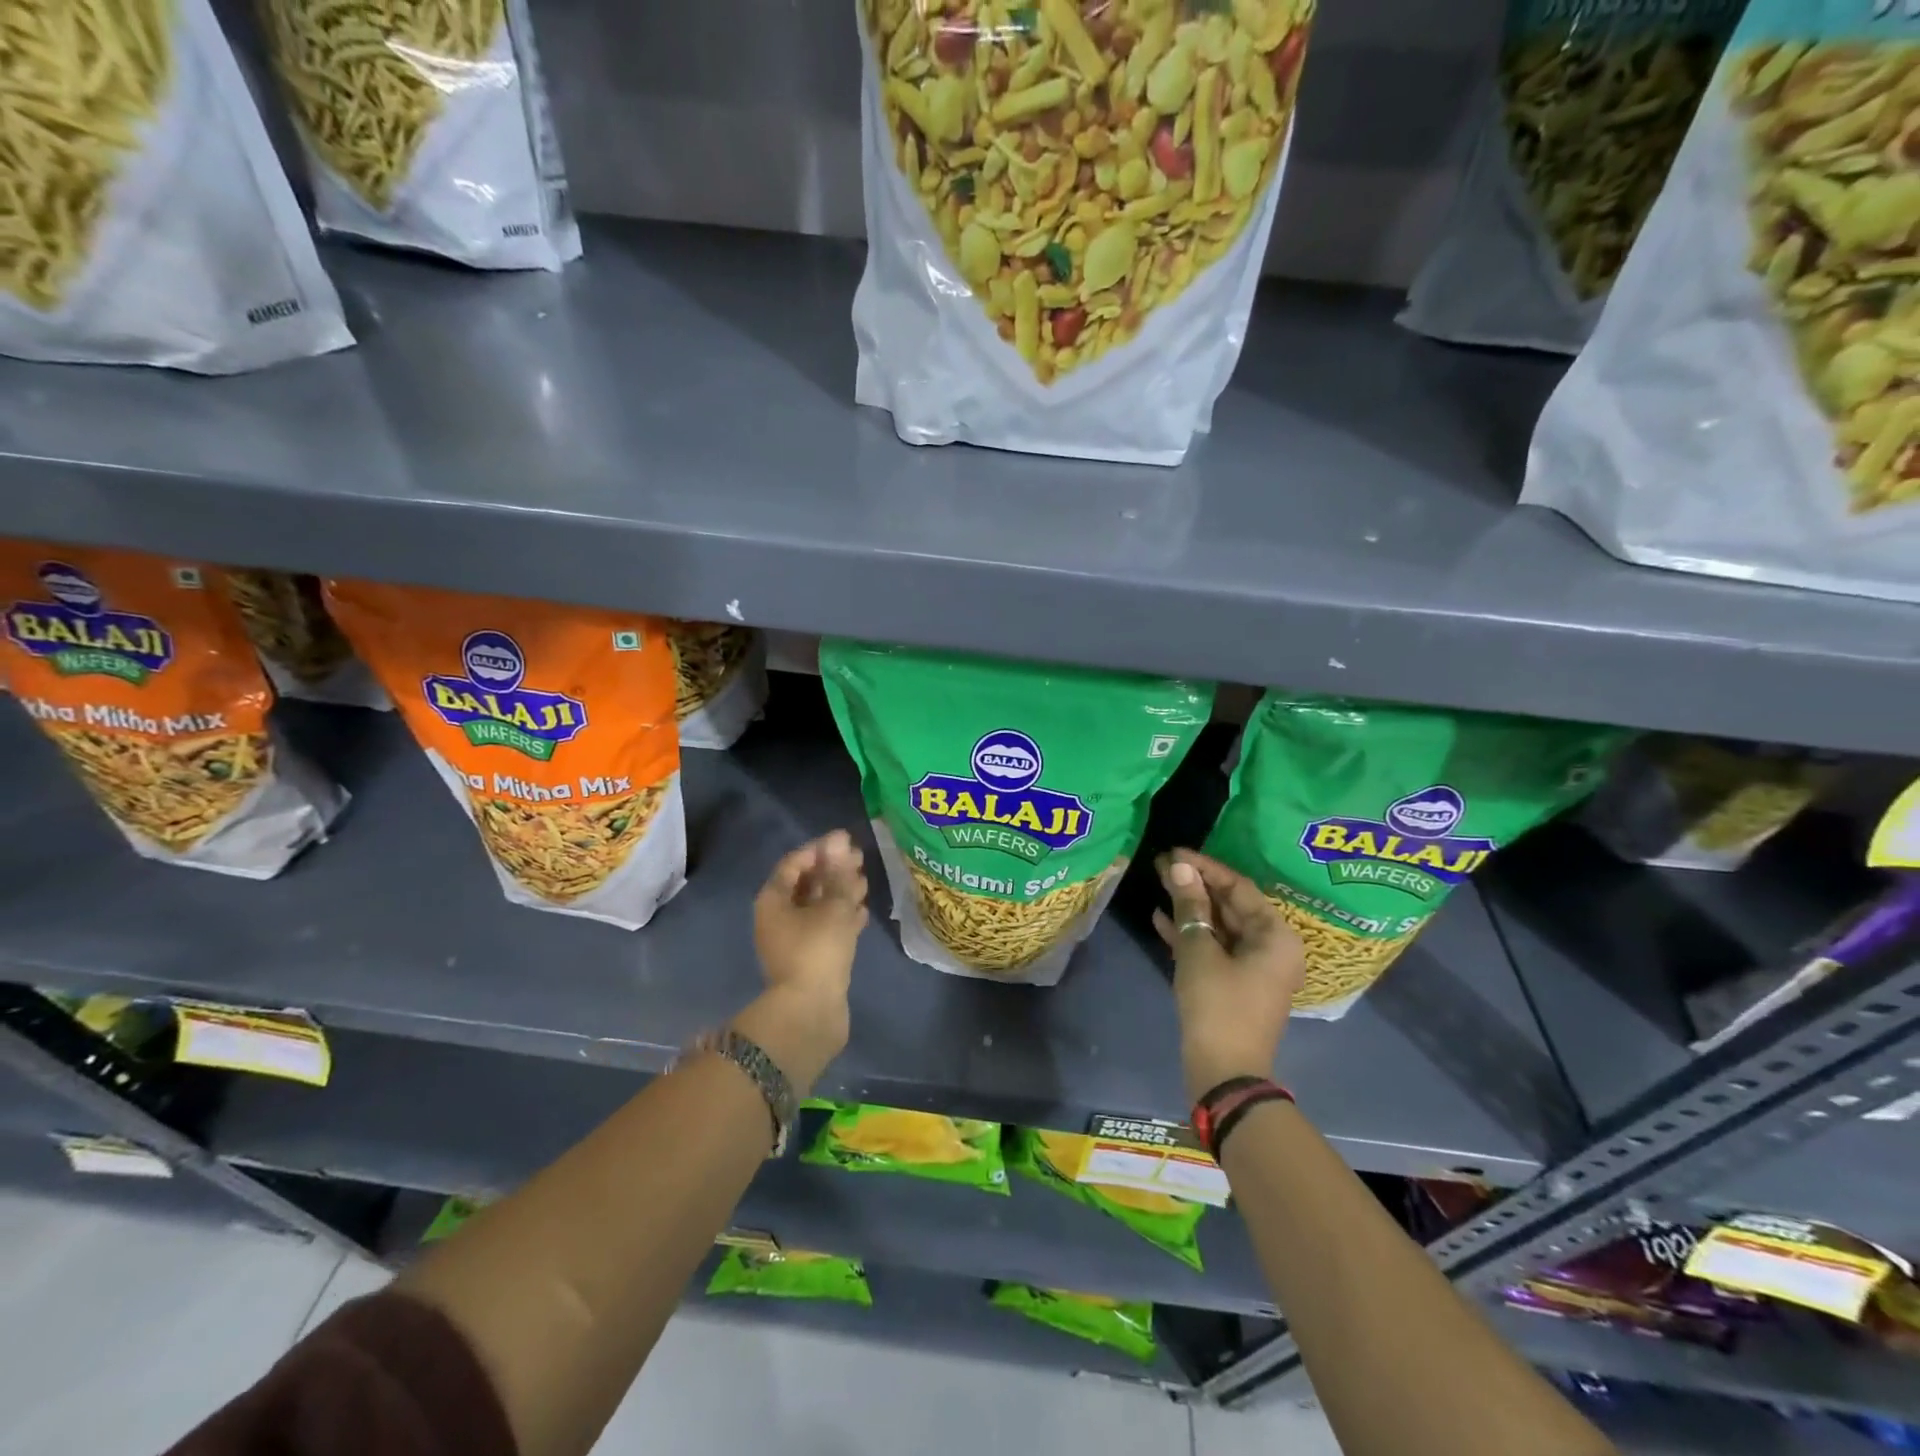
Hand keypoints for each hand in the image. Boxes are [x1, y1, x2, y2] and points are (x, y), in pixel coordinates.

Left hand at [737, 830, 869, 1092]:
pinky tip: (862, 911)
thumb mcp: (834, 906)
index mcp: (773, 900)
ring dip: (839, 892)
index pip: (794, 863)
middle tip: (860, 859)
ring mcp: (792, 940)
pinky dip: (841, 917)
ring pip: (817, 907)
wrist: (810, 1013)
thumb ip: (839, 873)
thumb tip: (840, 840)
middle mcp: (777, 917)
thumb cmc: (818, 950)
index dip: (820, 849)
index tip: (846, 840)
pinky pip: (824, 928)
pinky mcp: (809, 959)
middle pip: (805, 884)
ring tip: (865, 882)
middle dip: (832, 869)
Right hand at [1153, 849, 1304, 1102]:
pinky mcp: (1233, 984)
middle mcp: (1271, 947)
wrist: (1224, 1073)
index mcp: (1275, 936)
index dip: (1205, 868)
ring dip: (1190, 908)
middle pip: (1230, 906)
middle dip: (1195, 885)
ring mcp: (1253, 968)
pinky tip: (1160, 918)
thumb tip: (1181, 868)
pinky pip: (1214, 949)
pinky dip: (1190, 934)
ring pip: (1219, 926)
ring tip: (1159, 883)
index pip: (1238, 888)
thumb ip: (1191, 908)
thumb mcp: (1199, 952)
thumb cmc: (1217, 1006)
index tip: (1174, 852)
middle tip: (1162, 864)